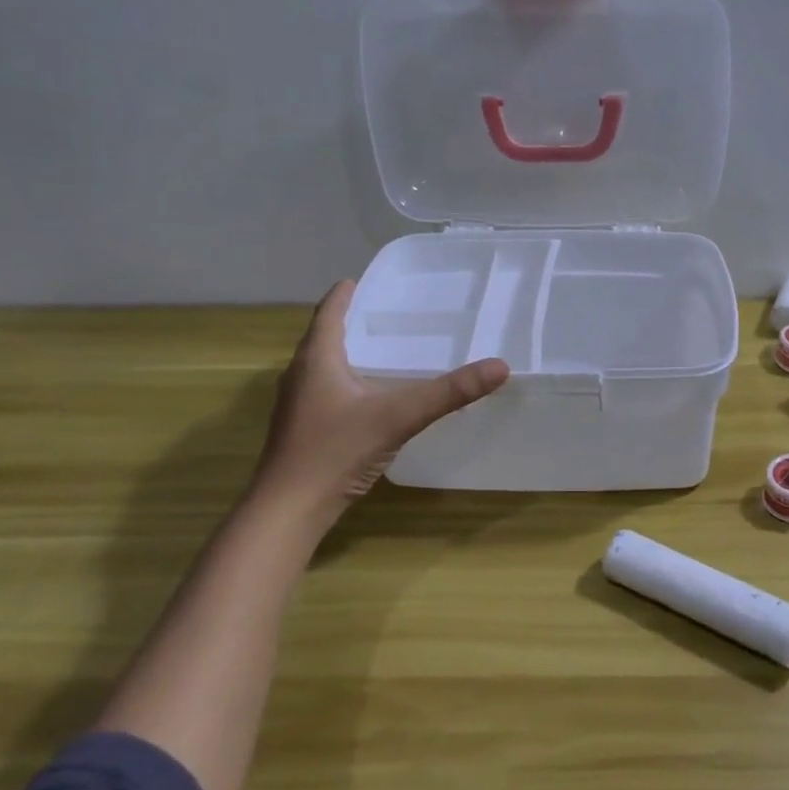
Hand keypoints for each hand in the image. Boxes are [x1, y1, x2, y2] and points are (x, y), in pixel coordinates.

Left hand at [251, 281, 509, 527]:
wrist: (288, 510)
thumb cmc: (335, 451)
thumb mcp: (398, 416)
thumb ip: (449, 392)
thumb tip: (500, 366)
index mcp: (317, 358)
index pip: (330, 311)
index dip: (347, 293)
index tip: (366, 279)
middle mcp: (301, 374)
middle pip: (326, 336)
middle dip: (355, 322)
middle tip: (391, 314)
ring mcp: (298, 404)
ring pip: (325, 365)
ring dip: (351, 353)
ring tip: (387, 350)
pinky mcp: (303, 429)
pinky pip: (328, 391)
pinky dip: (349, 381)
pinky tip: (373, 397)